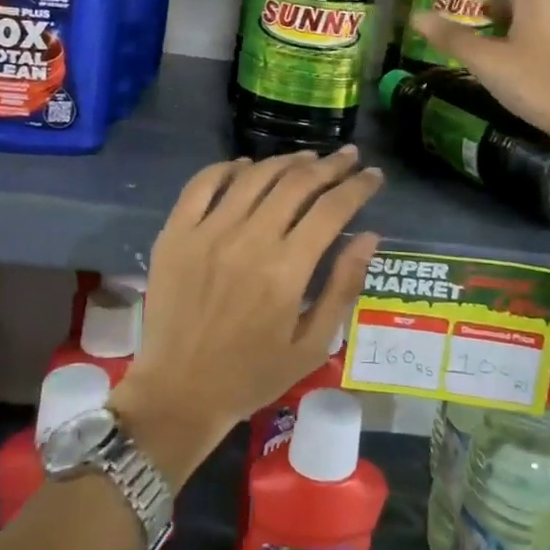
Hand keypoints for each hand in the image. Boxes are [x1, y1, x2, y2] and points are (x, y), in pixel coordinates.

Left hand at [109, 147, 382, 483]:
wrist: (178, 393)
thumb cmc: (253, 375)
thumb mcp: (313, 345)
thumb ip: (343, 287)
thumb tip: (370, 236)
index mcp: (286, 270)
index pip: (332, 209)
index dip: (358, 187)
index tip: (373, 175)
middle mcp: (248, 240)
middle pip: (297, 183)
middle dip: (330, 165)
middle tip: (348, 157)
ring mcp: (207, 232)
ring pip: (255, 176)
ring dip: (287, 160)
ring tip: (308, 158)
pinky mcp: (175, 234)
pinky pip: (202, 184)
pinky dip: (228, 167)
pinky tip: (246, 166)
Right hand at [408, 0, 549, 155]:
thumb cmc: (538, 84)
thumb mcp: (488, 63)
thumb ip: (453, 38)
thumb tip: (417, 16)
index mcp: (536, 0)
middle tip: (474, 14)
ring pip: (541, 15)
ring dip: (515, 20)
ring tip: (494, 41)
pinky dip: (533, 39)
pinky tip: (524, 65)